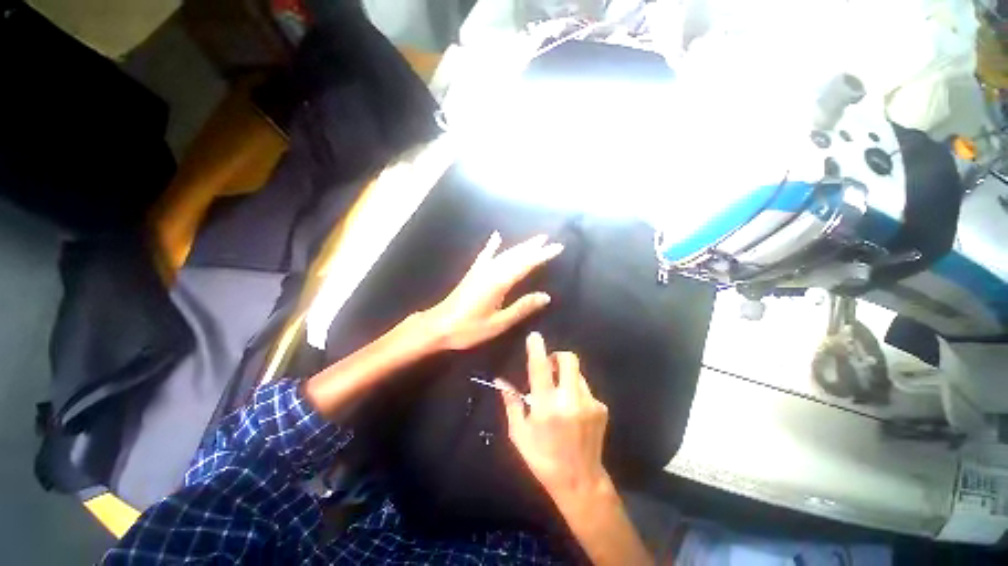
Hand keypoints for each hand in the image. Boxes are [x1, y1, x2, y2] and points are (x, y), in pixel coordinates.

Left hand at [426, 232, 562, 350]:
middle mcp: (491, 270)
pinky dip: (492, 245)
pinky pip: (485, 255)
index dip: (543, 255)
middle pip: (516, 254)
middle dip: (533, 246)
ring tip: (534, 239)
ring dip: (520, 246)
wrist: (438, 326)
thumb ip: (522, 308)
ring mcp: (480, 270)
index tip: (558, 247)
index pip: (526, 264)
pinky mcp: (473, 272)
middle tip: (549, 239)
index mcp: (499, 282)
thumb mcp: (498, 323)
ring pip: (505, 253)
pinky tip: (496, 236)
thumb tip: (545, 296)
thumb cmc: (469, 329)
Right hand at [499, 332, 610, 504]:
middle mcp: (570, 400)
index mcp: (546, 407)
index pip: (540, 369)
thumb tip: (500, 381)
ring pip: (577, 373)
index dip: (537, 349)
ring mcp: (589, 403)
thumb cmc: (543, 459)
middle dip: (558, 356)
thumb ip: (511, 403)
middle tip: (550, 367)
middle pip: (569, 360)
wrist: (580, 481)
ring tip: (561, 396)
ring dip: (566, 376)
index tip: (535, 337)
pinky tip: (573, 410)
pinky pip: (585, 388)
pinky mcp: (601, 408)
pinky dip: (576, 391)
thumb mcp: (519, 434)